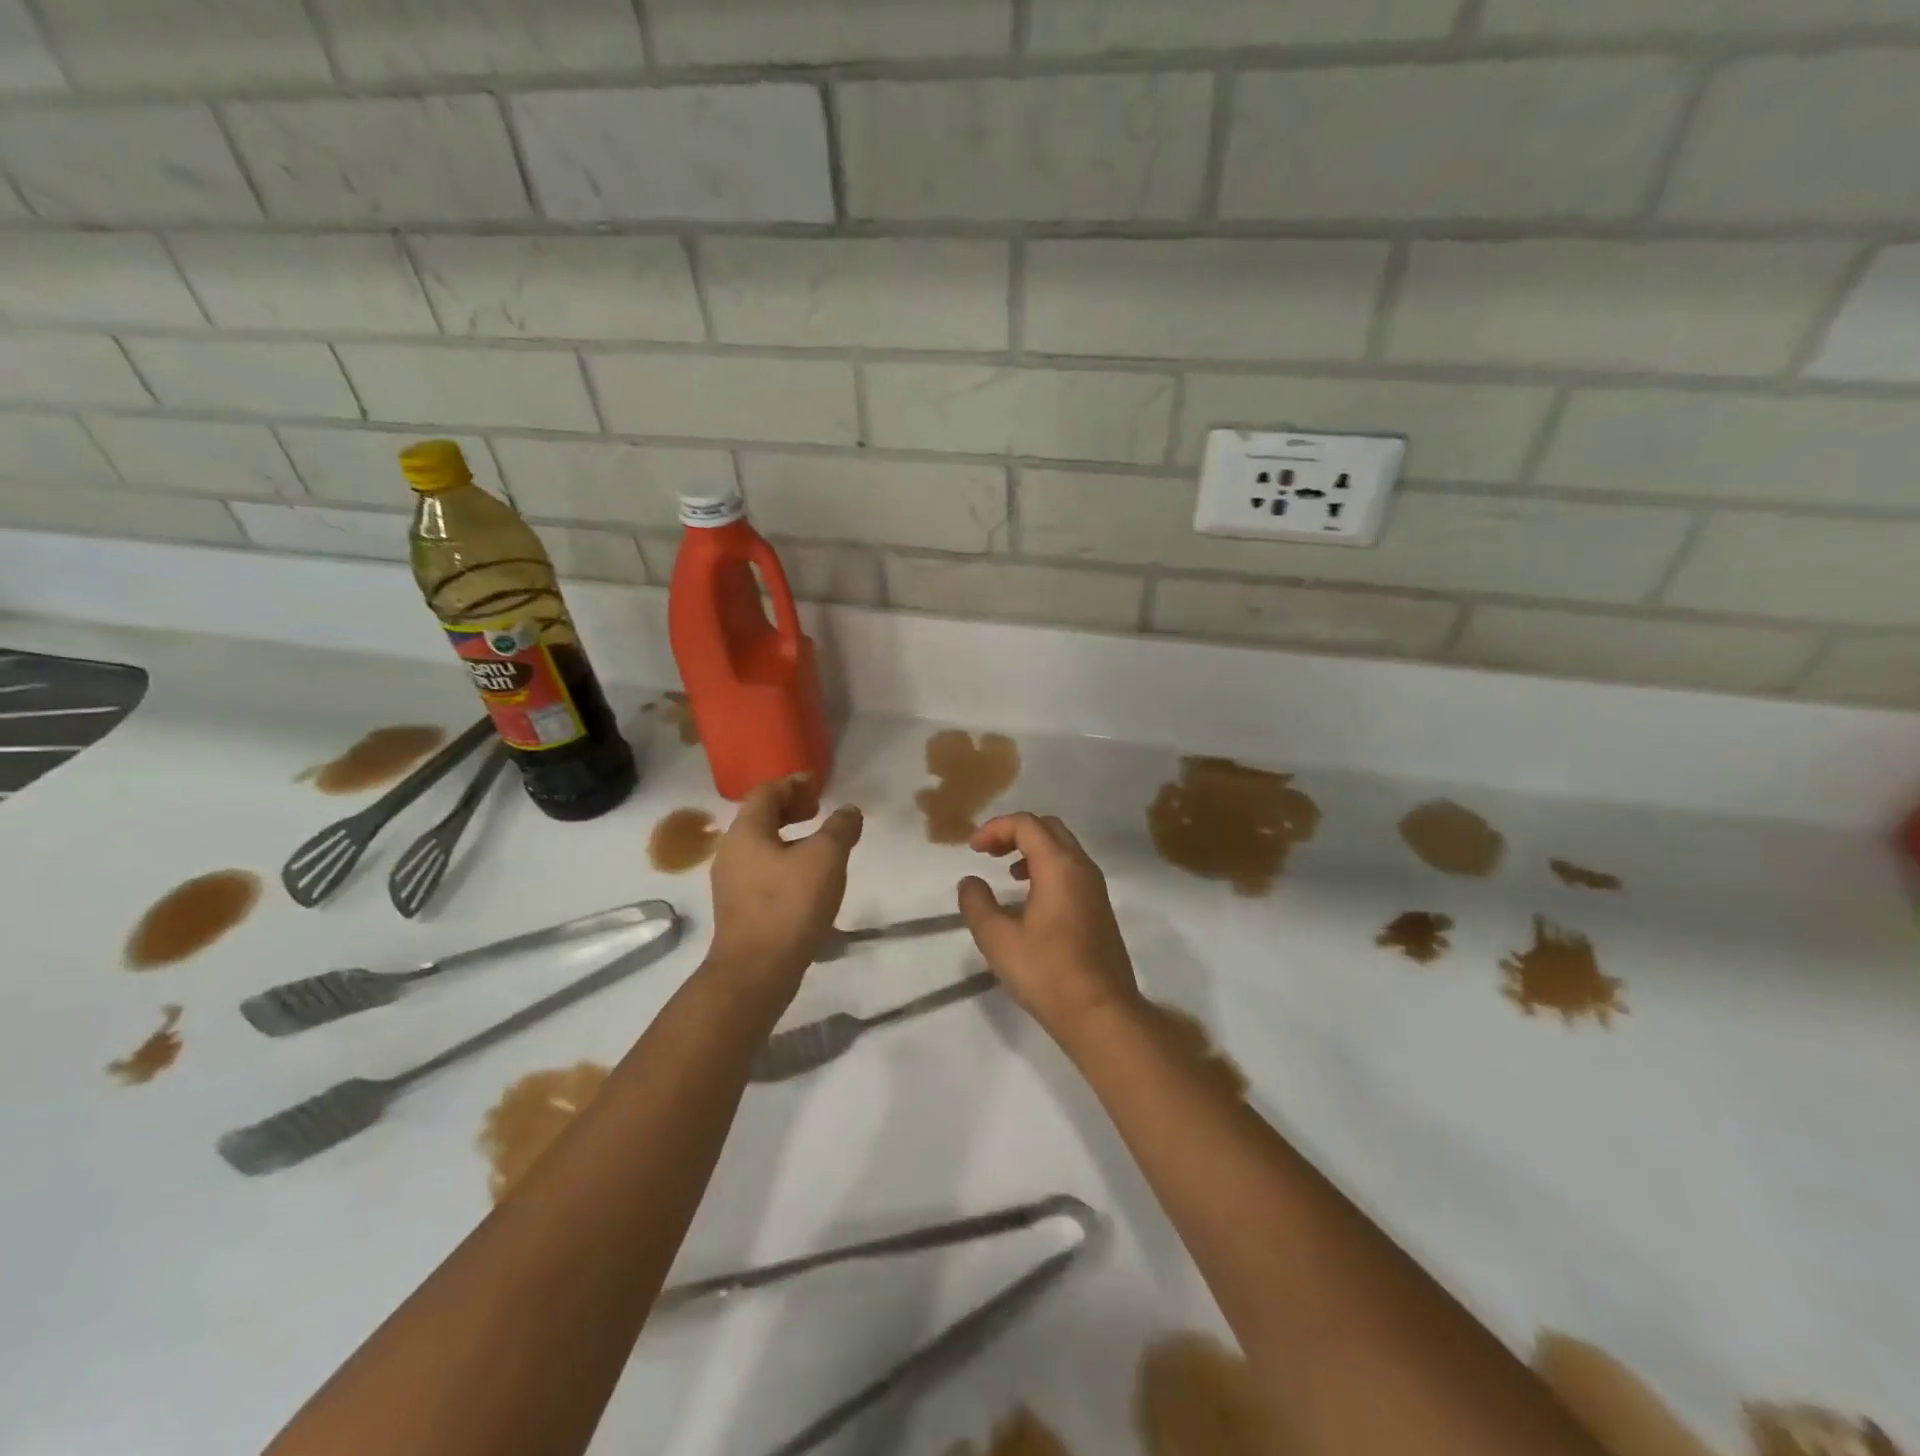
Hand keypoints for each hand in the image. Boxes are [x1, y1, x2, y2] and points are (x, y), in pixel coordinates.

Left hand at [707, 777, 862, 988]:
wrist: (756, 970)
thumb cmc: (790, 904)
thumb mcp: (826, 858)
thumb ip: (840, 828)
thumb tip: (848, 810)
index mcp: (746, 831)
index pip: (766, 792)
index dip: (793, 784)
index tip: (818, 786)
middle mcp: (731, 851)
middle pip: (760, 817)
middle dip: (790, 809)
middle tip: (818, 811)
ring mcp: (730, 882)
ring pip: (761, 845)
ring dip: (788, 837)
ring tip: (818, 845)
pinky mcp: (737, 907)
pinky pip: (761, 870)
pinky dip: (783, 861)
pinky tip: (806, 879)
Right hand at [957, 812, 1141, 1048]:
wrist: (1101, 1013)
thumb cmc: (1046, 972)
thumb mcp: (997, 939)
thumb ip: (977, 903)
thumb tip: (970, 882)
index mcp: (1059, 866)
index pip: (1026, 824)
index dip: (995, 828)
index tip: (973, 849)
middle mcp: (1082, 868)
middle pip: (1048, 828)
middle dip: (1015, 832)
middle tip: (989, 853)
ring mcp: (1096, 888)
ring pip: (1063, 848)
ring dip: (1032, 850)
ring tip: (1007, 873)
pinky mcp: (1100, 908)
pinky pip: (1072, 870)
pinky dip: (1047, 868)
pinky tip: (1030, 899)